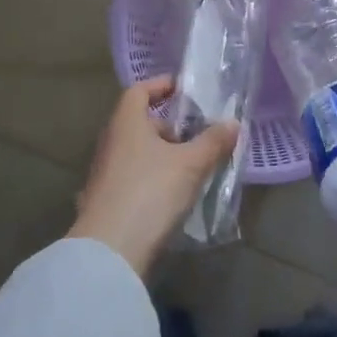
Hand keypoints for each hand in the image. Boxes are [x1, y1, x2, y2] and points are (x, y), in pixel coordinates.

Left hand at [69, 76, 239, 275]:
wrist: (110, 250)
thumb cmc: (150, 191)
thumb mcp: (190, 165)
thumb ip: (212, 142)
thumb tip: (233, 123)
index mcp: (126, 122)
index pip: (139, 91)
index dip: (160, 86)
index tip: (183, 90)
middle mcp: (110, 141)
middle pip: (139, 123)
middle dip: (168, 127)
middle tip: (196, 137)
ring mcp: (104, 173)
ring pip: (137, 152)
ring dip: (162, 155)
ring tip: (191, 168)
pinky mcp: (105, 200)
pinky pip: (133, 177)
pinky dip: (152, 178)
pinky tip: (172, 196)